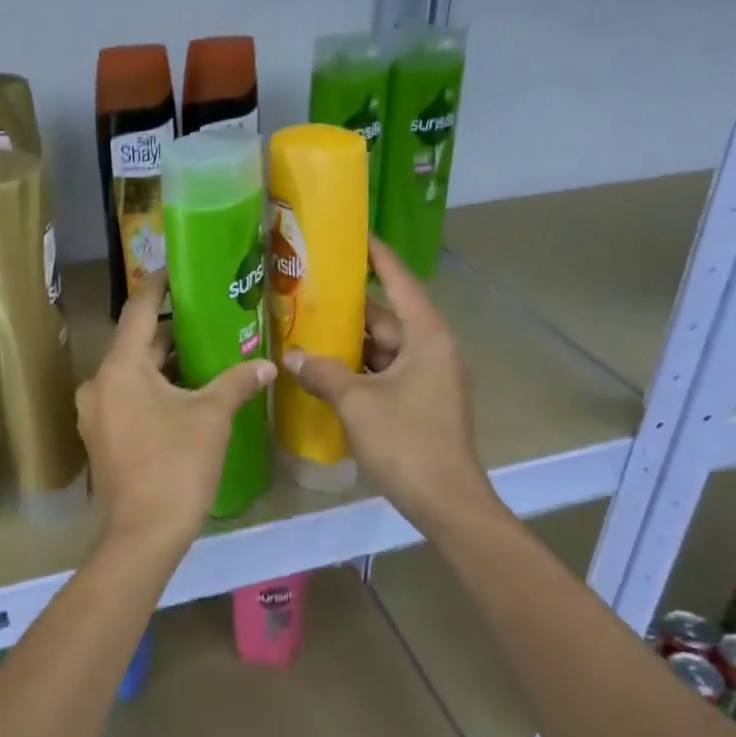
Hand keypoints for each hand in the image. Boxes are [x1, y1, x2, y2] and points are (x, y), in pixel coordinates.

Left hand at [77, 275, 275, 550]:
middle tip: (206, 317)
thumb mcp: (213, 417)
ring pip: (131, 373)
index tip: (175, 269)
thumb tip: (267, 364)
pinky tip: (183, 394)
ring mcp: (94, 413)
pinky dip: (151, 389)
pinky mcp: (100, 436)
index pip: (139, 311)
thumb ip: (238, 382)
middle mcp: (98, 383)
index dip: (157, 286)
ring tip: (202, 354)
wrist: (143, 533)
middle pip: (136, 344)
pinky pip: (126, 397)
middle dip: (170, 331)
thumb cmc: (177, 465)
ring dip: (162, 364)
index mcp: (120, 368)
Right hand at [283, 238, 492, 536]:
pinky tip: (324, 370)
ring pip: (382, 348)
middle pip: (386, 317)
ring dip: (348, 343)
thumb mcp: (357, 402)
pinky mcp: (420, 401)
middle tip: (306, 291)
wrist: (446, 500)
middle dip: (348, 308)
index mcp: (426, 337)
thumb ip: (322, 373)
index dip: (377, 257)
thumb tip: (290, 355)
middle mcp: (431, 349)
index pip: (400, 282)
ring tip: (305, 328)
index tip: (353, 236)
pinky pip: (384, 373)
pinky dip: (357, 369)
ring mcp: (427, 377)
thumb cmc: (406, 441)